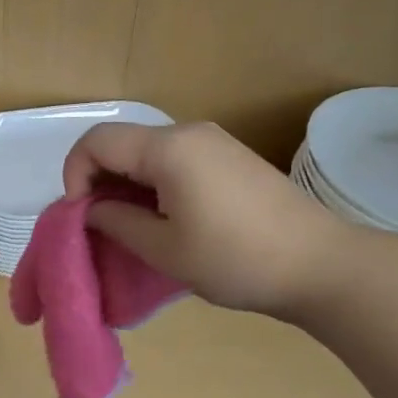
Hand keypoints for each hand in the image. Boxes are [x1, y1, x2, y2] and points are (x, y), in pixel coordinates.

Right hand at [61, 121, 362, 317]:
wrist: (322, 265)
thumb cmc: (236, 259)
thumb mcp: (165, 249)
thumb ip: (117, 222)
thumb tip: (90, 210)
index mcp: (168, 148)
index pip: (97, 142)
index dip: (75, 174)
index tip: (82, 216)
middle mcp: (189, 132)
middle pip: (122, 143)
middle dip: (99, 180)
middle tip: (103, 225)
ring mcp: (214, 142)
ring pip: (148, 151)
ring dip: (128, 183)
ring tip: (134, 226)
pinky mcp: (231, 157)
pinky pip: (175, 159)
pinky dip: (155, 182)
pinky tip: (168, 218)